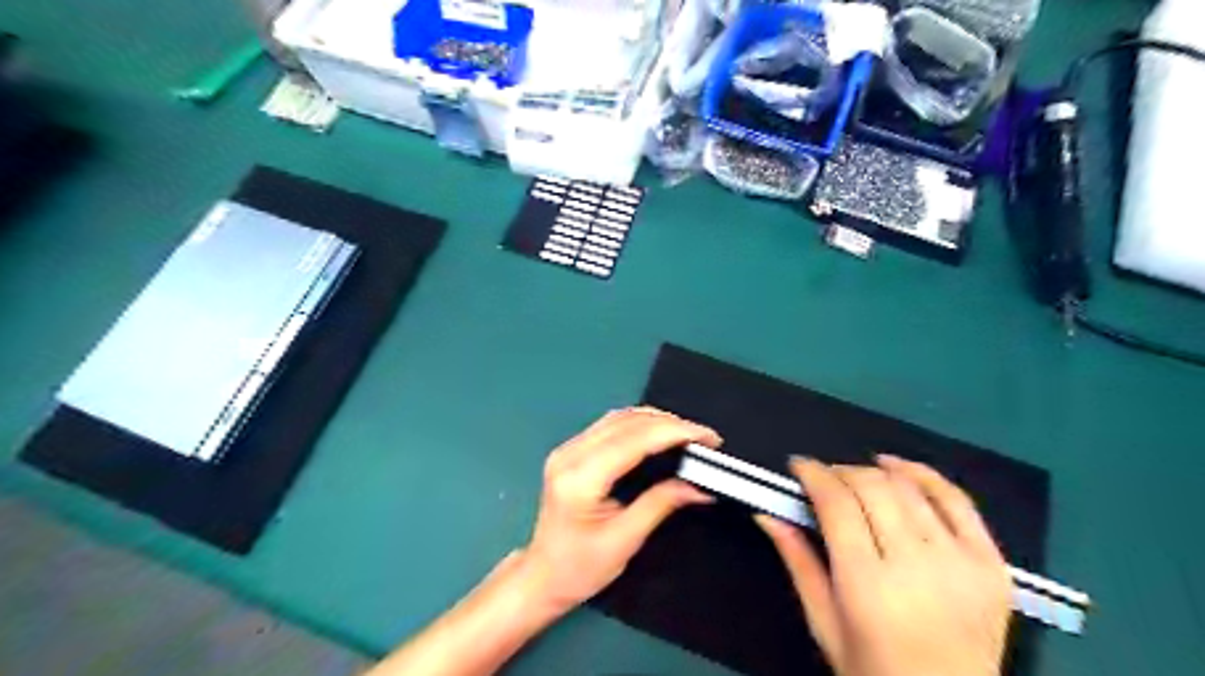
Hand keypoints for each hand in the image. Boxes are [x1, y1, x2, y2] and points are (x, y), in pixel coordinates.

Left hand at [514, 405, 719, 617]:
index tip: (707, 437)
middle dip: (670, 423)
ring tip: (688, 433)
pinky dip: (639, 424)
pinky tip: (659, 432)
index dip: (674, 432)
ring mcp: (567, 449)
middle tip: (704, 438)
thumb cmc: (580, 568)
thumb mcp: (626, 539)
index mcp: (581, 479)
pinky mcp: (571, 450)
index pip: (633, 440)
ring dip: (655, 420)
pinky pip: (610, 425)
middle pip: (626, 422)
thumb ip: (661, 504)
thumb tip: (700, 486)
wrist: (541, 576)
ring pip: (618, 417)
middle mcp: (570, 455)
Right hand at [756, 451, 1007, 675]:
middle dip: (840, 471)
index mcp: (868, 585)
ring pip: (908, 488)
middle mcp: (916, 565)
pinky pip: (958, 500)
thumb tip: (767, 514)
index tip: (799, 466)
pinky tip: (898, 467)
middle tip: (824, 478)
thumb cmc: (873, 671)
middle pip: (871, 487)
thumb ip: (797, 562)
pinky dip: (925, 475)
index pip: (837, 504)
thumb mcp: (824, 624)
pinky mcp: (991, 563)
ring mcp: (960, 562)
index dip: (814, 474)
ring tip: (854, 475)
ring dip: (874, 471)